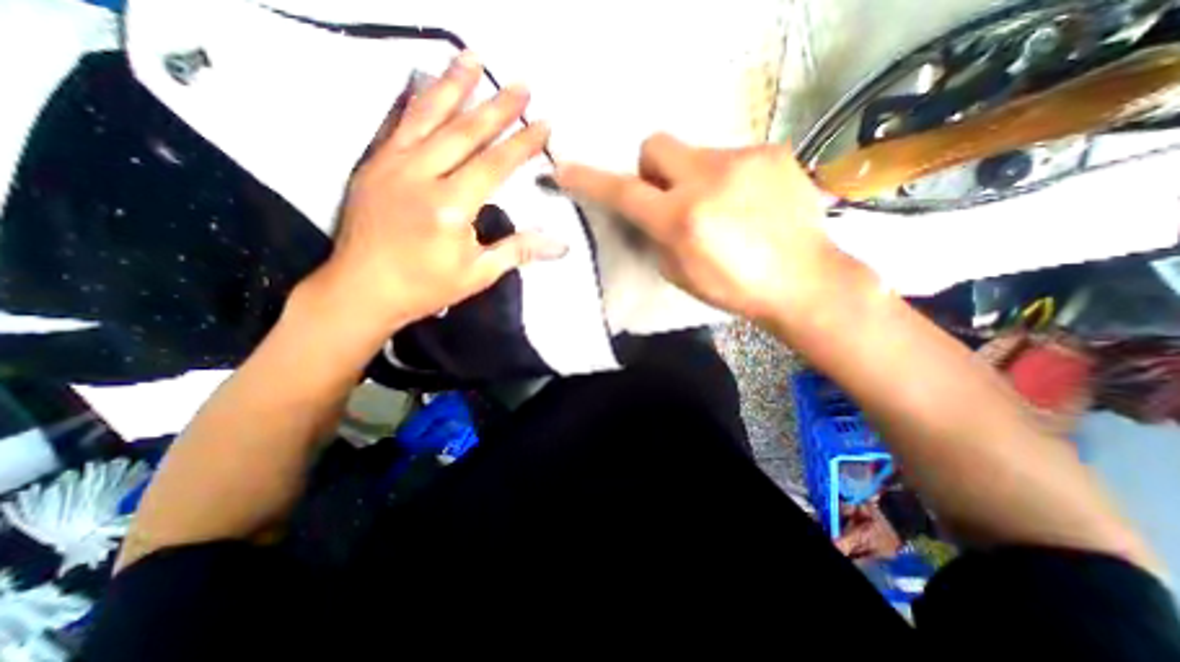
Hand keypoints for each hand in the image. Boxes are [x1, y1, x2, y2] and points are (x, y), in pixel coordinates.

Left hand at [299, 53, 565, 336]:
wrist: (363, 290)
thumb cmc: (426, 286)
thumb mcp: (478, 274)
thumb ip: (519, 250)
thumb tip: (560, 244)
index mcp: (450, 206)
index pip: (495, 165)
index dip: (522, 143)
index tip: (544, 124)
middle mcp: (421, 175)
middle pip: (465, 132)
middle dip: (497, 106)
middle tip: (521, 84)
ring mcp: (393, 164)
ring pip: (427, 115)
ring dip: (453, 85)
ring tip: (472, 58)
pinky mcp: (374, 164)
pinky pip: (396, 122)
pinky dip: (413, 99)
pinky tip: (422, 79)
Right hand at [553, 132, 849, 323]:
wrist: (801, 279)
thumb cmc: (734, 288)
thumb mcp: (679, 272)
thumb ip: (654, 236)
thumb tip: (645, 212)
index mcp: (681, 219)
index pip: (623, 193)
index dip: (590, 181)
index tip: (565, 170)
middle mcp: (707, 180)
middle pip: (656, 145)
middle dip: (652, 169)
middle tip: (668, 196)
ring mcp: (743, 160)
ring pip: (695, 152)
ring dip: (694, 177)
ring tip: (720, 208)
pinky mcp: (771, 152)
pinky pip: (730, 156)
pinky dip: (726, 177)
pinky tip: (747, 203)